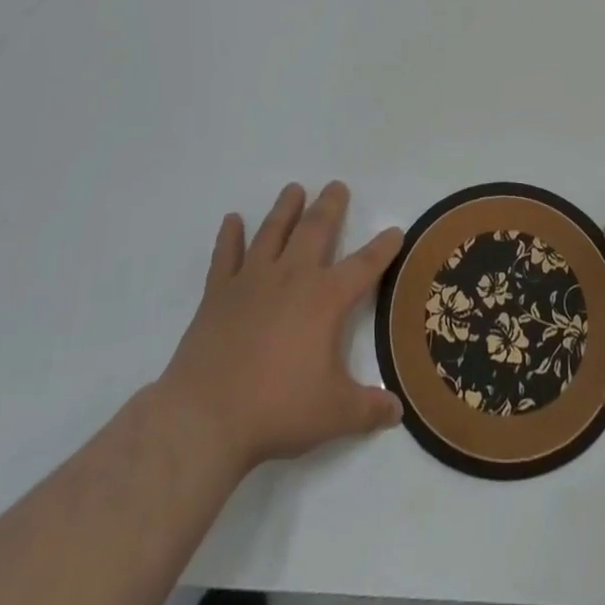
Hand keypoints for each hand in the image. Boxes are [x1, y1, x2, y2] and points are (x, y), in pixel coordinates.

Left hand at [155, 181, 403, 475]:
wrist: (205, 418)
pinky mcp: (219, 293)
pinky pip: (226, 255)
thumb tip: (398, 411)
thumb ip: (369, 410)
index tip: (395, 230)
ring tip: (293, 189)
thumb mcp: (334, 415)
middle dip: (329, 206)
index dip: (383, 247)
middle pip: (316, 229)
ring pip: (273, 231)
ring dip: (285, 208)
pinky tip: (232, 220)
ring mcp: (253, 280)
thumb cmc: (277, 410)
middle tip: (336, 186)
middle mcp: (293, 277)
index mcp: (326, 299)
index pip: (365, 265)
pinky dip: (229, 236)